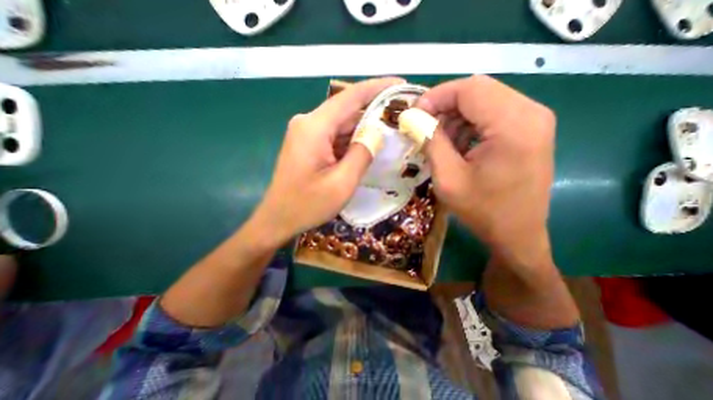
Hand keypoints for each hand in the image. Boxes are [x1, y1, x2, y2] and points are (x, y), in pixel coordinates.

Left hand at [253, 76, 402, 243]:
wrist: (278, 219)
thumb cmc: (307, 205)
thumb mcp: (342, 183)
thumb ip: (362, 154)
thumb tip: (377, 133)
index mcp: (314, 127)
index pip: (350, 97)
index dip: (378, 87)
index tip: (402, 85)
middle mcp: (308, 122)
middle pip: (347, 109)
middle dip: (374, 110)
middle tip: (402, 114)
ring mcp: (306, 133)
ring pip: (342, 124)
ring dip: (364, 127)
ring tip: (392, 130)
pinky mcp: (308, 144)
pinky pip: (334, 136)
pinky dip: (352, 139)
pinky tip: (369, 145)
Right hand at [420, 77, 556, 266]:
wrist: (517, 234)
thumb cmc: (482, 210)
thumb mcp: (448, 178)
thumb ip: (430, 141)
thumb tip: (413, 117)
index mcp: (513, 125)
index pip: (469, 88)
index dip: (436, 97)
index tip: (414, 115)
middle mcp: (531, 112)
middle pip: (478, 90)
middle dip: (444, 106)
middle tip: (423, 127)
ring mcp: (534, 120)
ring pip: (484, 100)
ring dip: (456, 117)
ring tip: (439, 141)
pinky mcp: (530, 130)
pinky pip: (493, 114)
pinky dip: (469, 124)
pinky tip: (458, 146)